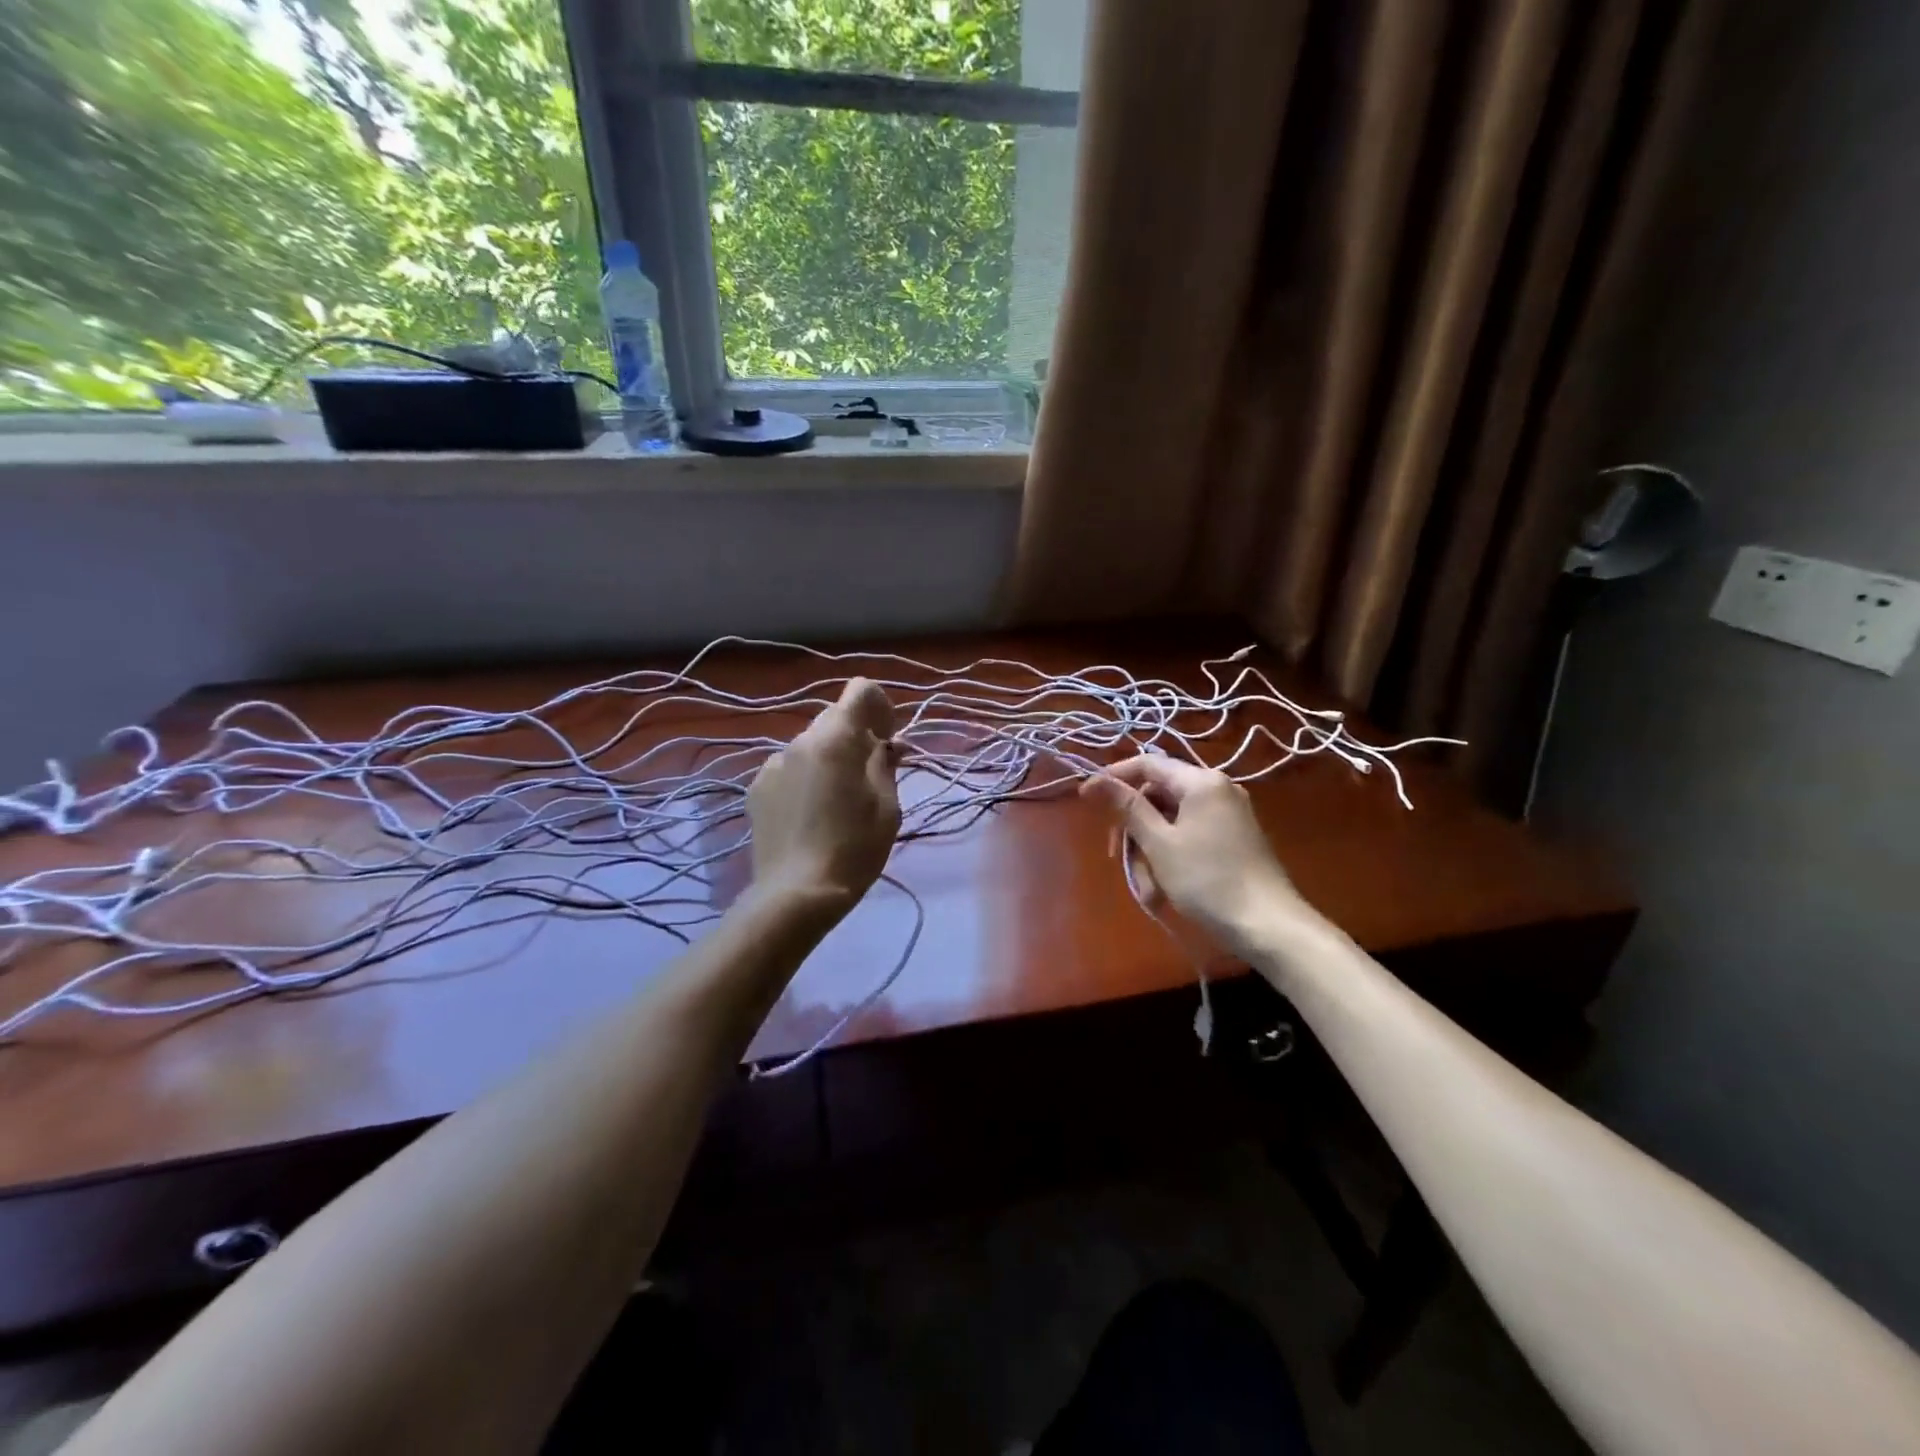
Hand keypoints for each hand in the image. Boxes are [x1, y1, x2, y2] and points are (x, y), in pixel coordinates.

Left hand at [747, 678, 901, 910]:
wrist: (796, 894)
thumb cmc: (854, 848)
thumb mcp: (886, 807)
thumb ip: (885, 765)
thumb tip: (887, 745)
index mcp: (835, 739)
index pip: (860, 690)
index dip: (880, 707)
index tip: (888, 740)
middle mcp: (799, 741)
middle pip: (834, 718)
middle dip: (856, 736)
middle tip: (870, 774)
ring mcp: (773, 764)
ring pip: (810, 746)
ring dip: (828, 758)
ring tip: (837, 801)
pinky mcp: (757, 789)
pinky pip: (790, 769)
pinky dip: (805, 778)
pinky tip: (810, 815)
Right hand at [1082, 755, 1316, 955]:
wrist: (1269, 926)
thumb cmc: (1208, 880)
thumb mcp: (1159, 843)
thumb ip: (1127, 807)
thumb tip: (1092, 780)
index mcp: (1201, 781)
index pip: (1147, 763)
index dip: (1113, 778)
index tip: (1086, 800)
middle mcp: (1217, 789)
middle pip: (1158, 796)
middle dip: (1134, 828)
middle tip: (1116, 858)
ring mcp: (1228, 814)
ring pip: (1171, 822)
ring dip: (1150, 852)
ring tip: (1148, 890)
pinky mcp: (1233, 839)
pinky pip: (1189, 836)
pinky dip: (1171, 858)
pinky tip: (1164, 889)